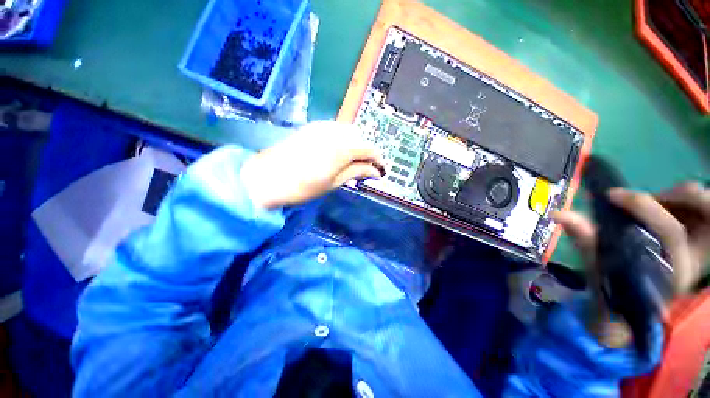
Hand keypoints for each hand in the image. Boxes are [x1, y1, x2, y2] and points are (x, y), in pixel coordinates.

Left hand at [240, 121, 384, 209]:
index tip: (382, 171)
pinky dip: (344, 140)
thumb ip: (357, 172)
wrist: (267, 178)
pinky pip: (336, 129)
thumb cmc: (302, 186)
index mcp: (342, 147)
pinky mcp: (313, 127)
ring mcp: (322, 127)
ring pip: (349, 131)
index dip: (379, 160)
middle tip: (368, 168)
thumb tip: (375, 172)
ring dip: (356, 145)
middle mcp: (335, 131)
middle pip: (361, 137)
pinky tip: (341, 152)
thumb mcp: (334, 182)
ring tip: (355, 161)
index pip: (370, 149)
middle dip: (368, 152)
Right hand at [553, 182, 709, 345]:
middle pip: (702, 209)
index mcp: (675, 273)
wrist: (639, 310)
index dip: (641, 207)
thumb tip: (559, 214)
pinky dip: (684, 203)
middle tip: (641, 201)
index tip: (611, 194)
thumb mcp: (601, 270)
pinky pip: (703, 210)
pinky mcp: (704, 244)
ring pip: (705, 204)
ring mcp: (705, 250)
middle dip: (671, 196)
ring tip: (651, 208)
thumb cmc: (617, 294)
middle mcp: (698, 260)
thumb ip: (586, 241)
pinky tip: (664, 213)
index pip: (669, 232)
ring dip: (678, 198)